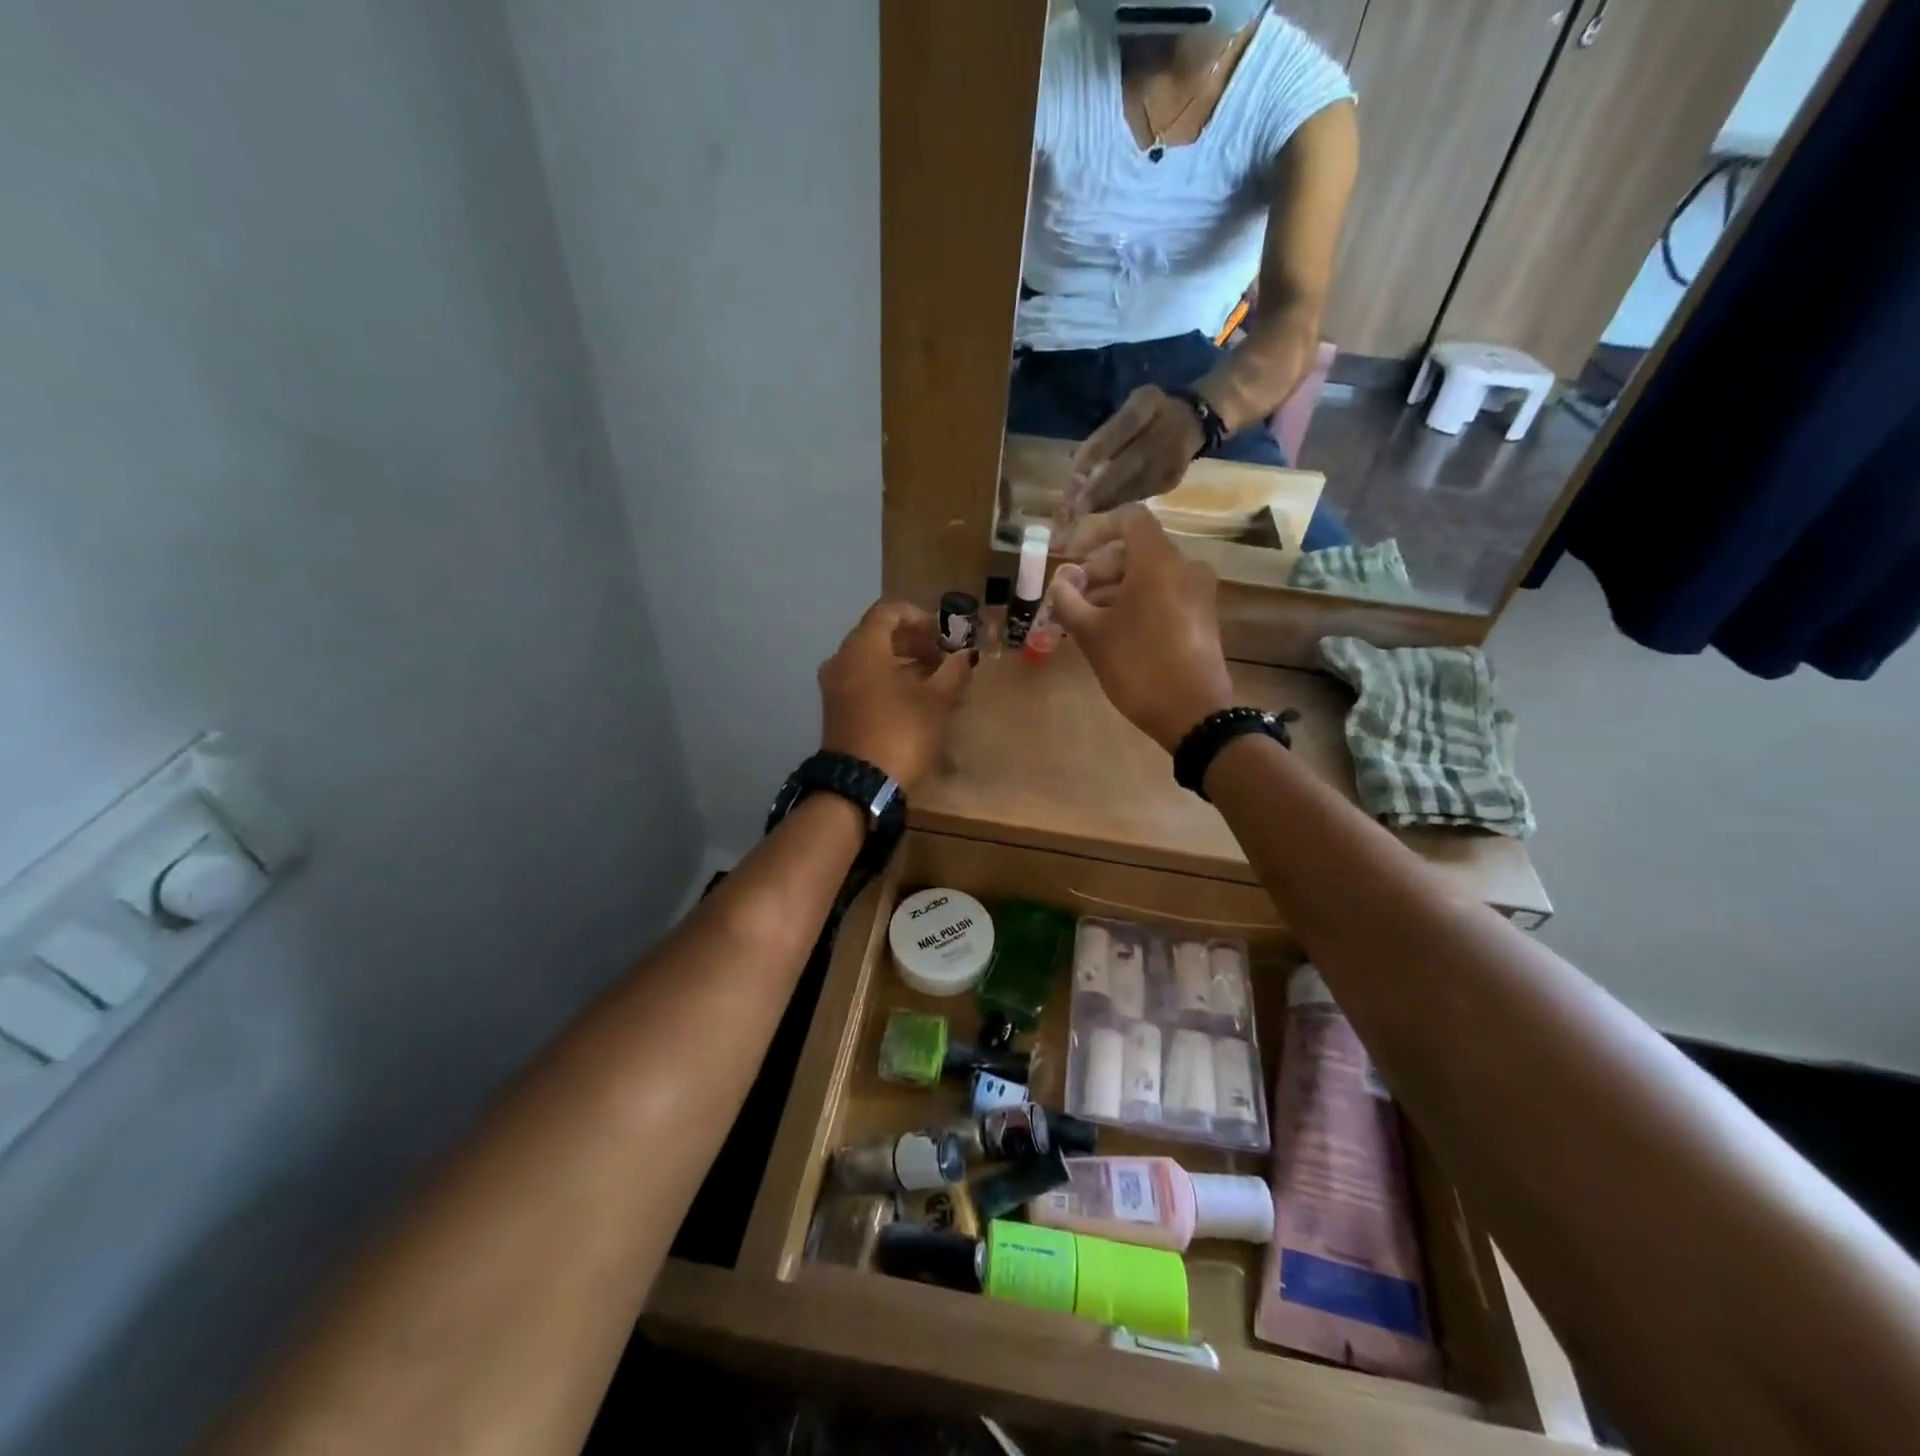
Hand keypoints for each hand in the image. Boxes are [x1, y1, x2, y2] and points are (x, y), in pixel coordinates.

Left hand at [818, 601, 974, 789]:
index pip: (889, 611)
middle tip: (942, 657)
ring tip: (934, 680)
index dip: (920, 616)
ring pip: (871, 659)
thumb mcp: (936, 702)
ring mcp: (835, 686)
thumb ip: (952, 671)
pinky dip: (888, 680)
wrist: (860, 786)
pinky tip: (914, 699)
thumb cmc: (901, 733)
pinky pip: (863, 680)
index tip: (943, 634)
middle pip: (878, 634)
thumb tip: (965, 655)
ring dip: (902, 662)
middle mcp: (842, 659)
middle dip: (913, 641)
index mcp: (862, 648)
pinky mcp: (836, 709)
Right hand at [1051, 507, 1234, 752]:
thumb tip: (1060, 583)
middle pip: (1137, 550)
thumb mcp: (1092, 635)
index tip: (1072, 556)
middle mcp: (1184, 566)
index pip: (1129, 519)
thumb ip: (1069, 601)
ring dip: (1115, 588)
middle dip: (1100, 568)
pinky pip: (1164, 593)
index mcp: (1158, 562)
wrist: (1194, 713)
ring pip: (1149, 574)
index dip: (1096, 530)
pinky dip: (1137, 601)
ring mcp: (1198, 591)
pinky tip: (1115, 630)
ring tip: (1087, 619)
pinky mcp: (1201, 615)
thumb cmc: (1138, 666)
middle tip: (1073, 597)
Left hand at [1067, 385, 1205, 513]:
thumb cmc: (1149, 414)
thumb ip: (1106, 432)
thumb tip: (1077, 466)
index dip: (1101, 446)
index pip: (1126, 423)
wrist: (1192, 422)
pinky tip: (1100, 508)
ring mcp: (1173, 458)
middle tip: (1076, 505)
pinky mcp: (1172, 480)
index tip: (1076, 469)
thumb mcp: (1130, 407)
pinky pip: (1141, 494)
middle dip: (1101, 486)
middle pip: (1132, 461)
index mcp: (1150, 403)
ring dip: (1107, 499)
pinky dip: (1119, 502)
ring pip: (1136, 484)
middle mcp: (1166, 430)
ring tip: (1082, 511)